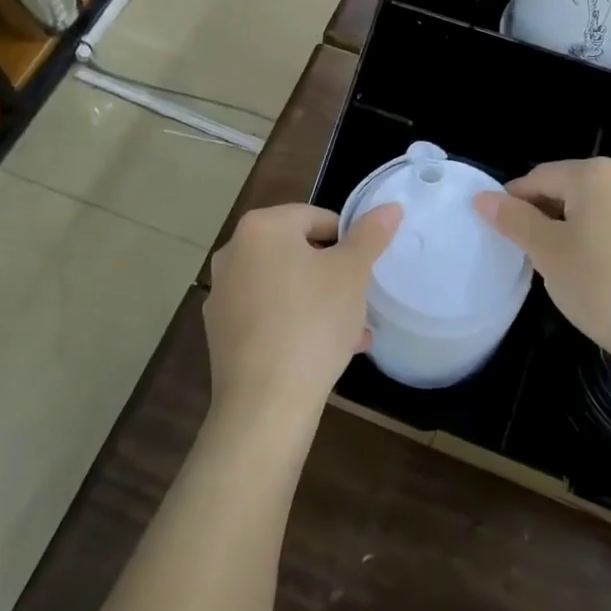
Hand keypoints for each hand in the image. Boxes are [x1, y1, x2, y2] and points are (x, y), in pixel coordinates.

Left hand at [204, 202, 400, 425]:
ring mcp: (222, 293)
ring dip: (318, 301)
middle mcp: (234, 252)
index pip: (316, 218)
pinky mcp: (221, 331)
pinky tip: (324, 352)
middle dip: (333, 274)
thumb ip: (371, 235)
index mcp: (261, 227)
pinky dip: (294, 323)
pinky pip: (267, 314)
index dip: (348, 242)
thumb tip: (389, 207)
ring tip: (351, 333)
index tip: (364, 271)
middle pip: (298, 252)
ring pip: (284, 286)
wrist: (265, 403)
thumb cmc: (312, 323)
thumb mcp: (352, 273)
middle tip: (359, 302)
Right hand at [474, 158, 610, 372]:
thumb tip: (483, 198)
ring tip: (560, 269)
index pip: (539, 178)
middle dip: (544, 217)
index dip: (512, 202)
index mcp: (596, 175)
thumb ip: (514, 220)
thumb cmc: (602, 286)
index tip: (498, 233)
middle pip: (569, 190)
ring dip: (571, 231)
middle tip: (527, 254)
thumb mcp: (547, 252)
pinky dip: (600, 244)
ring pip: (595, 211)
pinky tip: (597, 278)